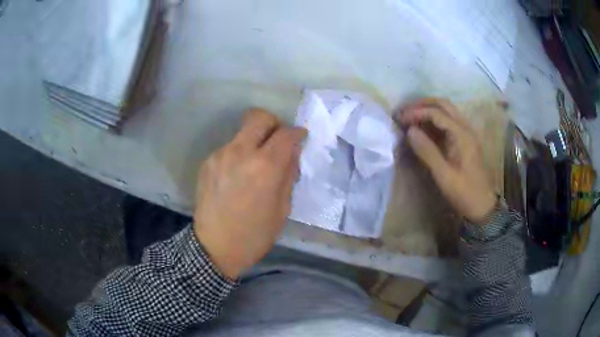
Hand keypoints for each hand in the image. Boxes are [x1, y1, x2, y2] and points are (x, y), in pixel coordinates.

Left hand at [193, 109, 306, 278]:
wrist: (215, 247)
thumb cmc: (255, 234)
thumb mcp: (282, 209)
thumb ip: (288, 174)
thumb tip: (292, 152)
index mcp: (265, 167)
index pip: (286, 134)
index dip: (297, 133)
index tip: (300, 137)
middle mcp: (240, 152)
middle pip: (259, 117)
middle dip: (273, 124)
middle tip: (277, 140)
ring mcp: (220, 155)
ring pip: (242, 132)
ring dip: (254, 141)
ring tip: (254, 165)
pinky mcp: (207, 162)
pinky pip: (229, 148)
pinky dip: (239, 154)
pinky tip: (237, 176)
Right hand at [396, 98, 496, 224]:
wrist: (483, 206)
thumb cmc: (464, 192)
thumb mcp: (443, 175)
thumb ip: (426, 151)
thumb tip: (409, 131)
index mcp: (462, 134)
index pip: (436, 113)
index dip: (416, 112)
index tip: (400, 119)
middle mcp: (466, 128)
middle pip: (443, 104)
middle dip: (422, 104)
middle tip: (404, 111)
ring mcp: (467, 133)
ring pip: (447, 111)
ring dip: (429, 109)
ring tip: (411, 116)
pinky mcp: (466, 140)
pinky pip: (449, 122)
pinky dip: (435, 120)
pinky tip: (424, 128)